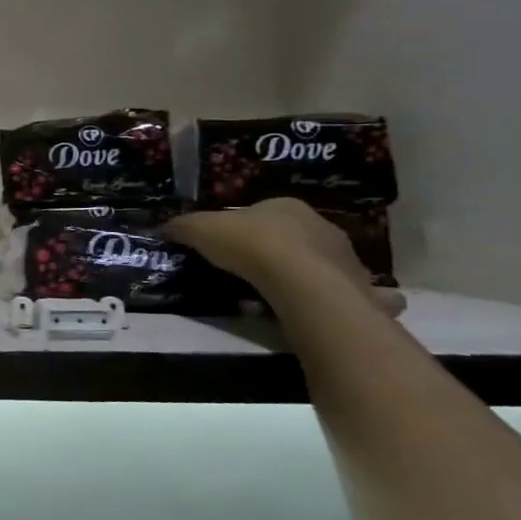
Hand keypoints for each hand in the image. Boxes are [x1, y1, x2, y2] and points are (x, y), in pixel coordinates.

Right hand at [166, 198, 404, 317]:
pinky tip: (307, 312)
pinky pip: (337, 294)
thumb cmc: (252, 246)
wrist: (305, 285)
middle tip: (247, 273)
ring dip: (299, 277)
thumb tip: (162, 228)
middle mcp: (321, 226)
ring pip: (316, 265)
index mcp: (286, 206)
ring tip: (274, 298)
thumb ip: (182, 227)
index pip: (260, 213)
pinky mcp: (358, 291)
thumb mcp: (201, 230)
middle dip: (272, 252)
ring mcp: (345, 258)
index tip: (225, 247)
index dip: (241, 228)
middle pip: (290, 237)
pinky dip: (323, 301)